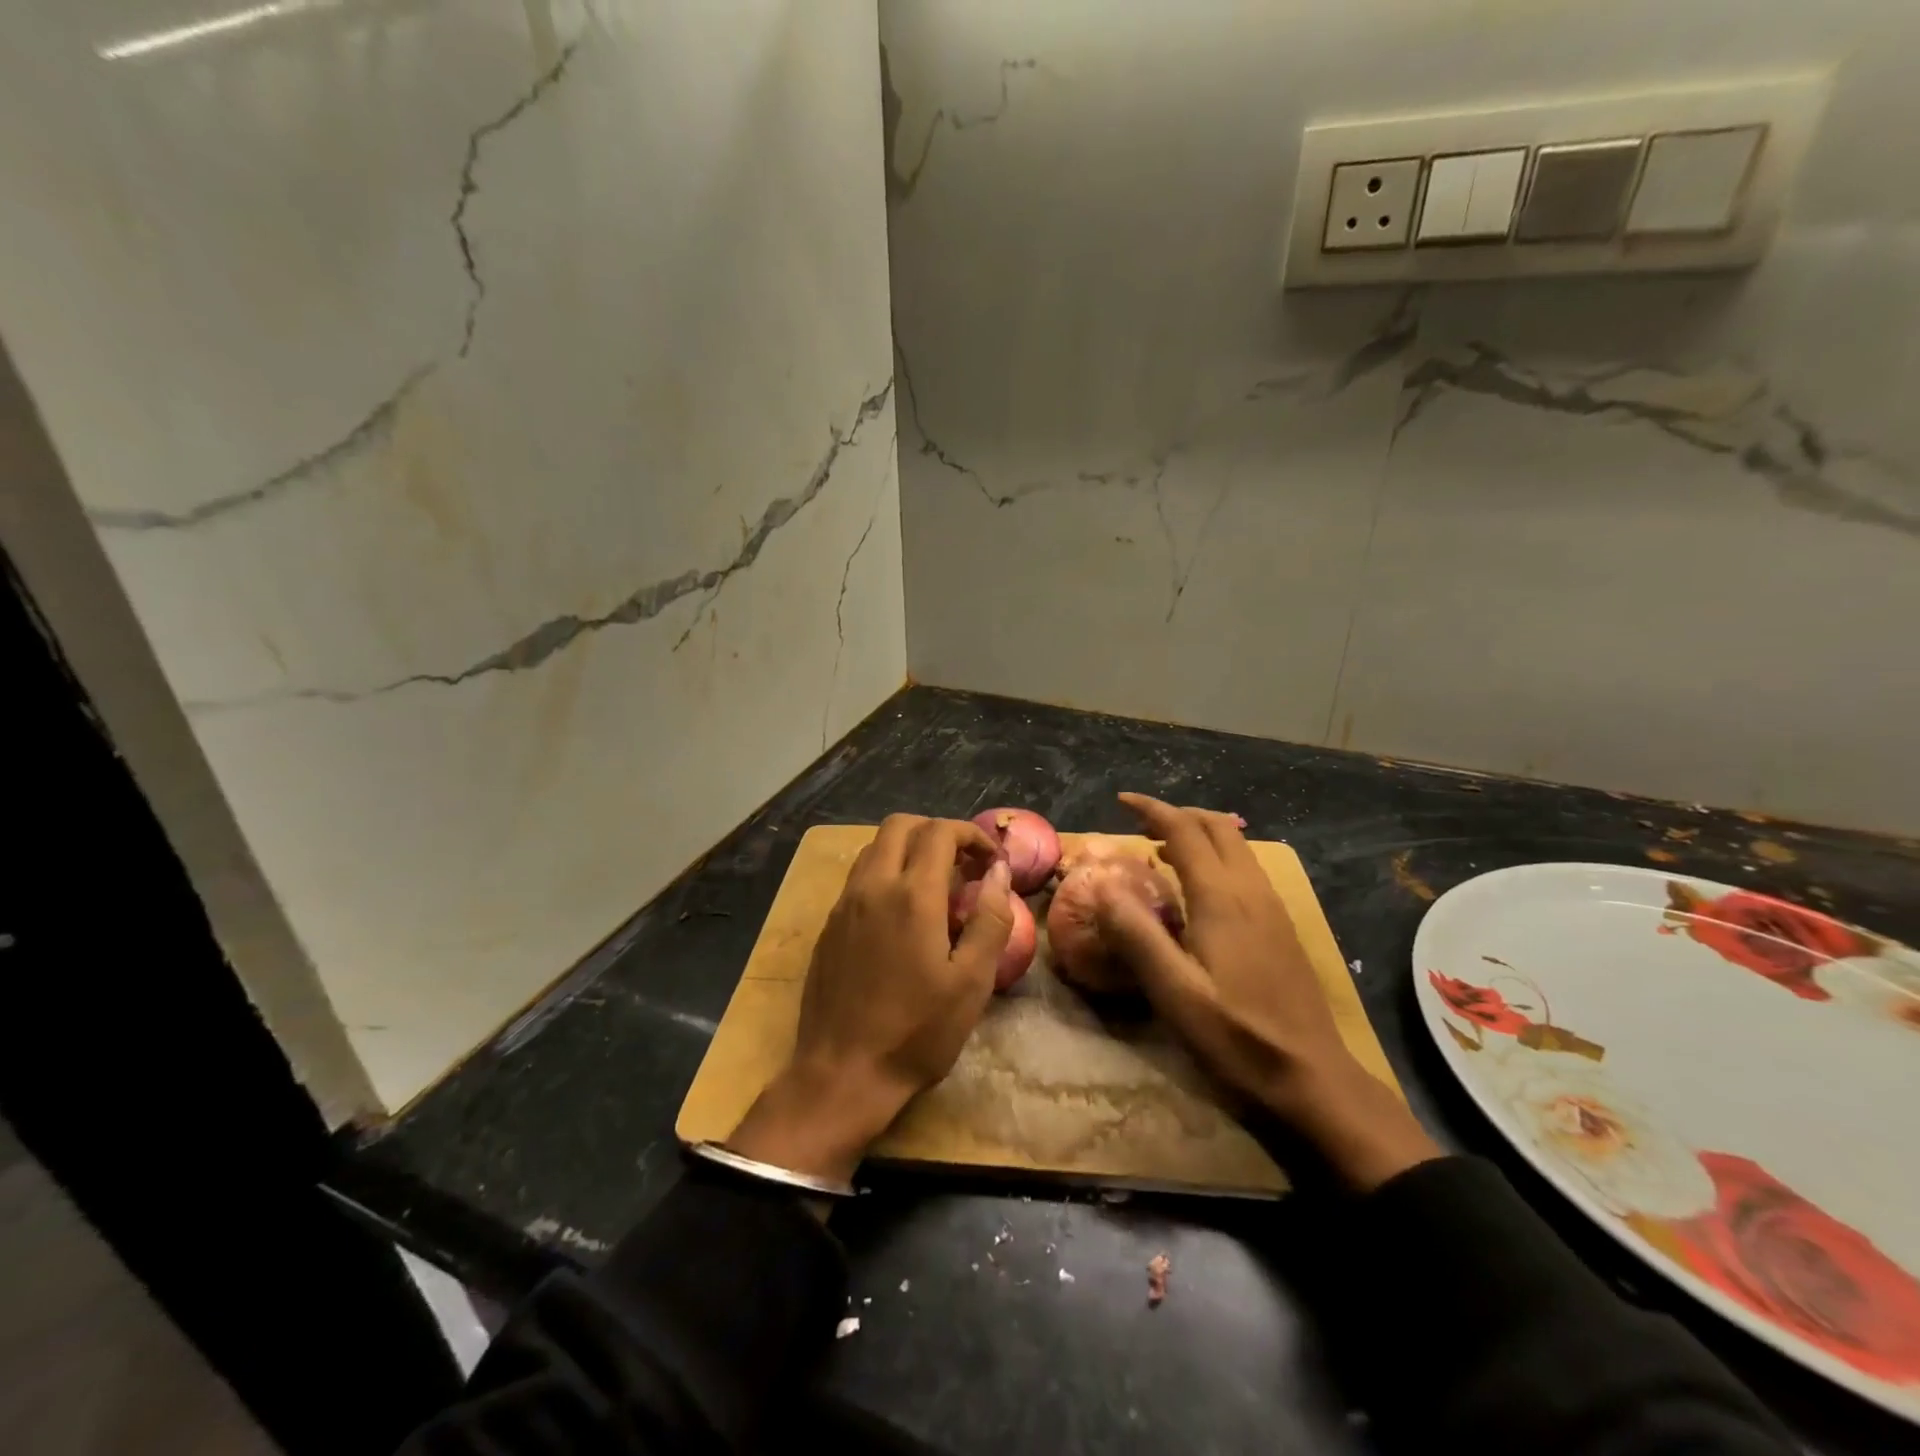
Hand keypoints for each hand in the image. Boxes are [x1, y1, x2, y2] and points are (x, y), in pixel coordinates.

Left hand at [727, 815, 1012, 1182]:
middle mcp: (872, 887)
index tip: (991, 862)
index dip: (971, 835)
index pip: (940, 833)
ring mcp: (844, 904)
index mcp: (912, 896)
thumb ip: (990, 919)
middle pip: (900, 825)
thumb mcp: (971, 982)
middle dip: (937, 831)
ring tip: (936, 885)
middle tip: (963, 864)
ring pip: (874, 847)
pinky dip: (886, 872)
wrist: (842, 1074)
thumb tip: (999, 872)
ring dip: (908, 849)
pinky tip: (902, 913)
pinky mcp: (828, 925)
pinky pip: (859, 877)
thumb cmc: (916, 1032)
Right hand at [1095, 793, 1439, 1191]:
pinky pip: (1245, 867)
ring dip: (1198, 833)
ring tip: (1162, 850)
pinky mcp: (1281, 924)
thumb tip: (1101, 883)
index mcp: (1221, 897)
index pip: (1184, 830)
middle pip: (1216, 826)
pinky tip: (1199, 888)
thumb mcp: (1173, 992)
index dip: (1151, 809)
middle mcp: (1250, 889)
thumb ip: (1136, 934)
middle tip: (1139, 826)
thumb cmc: (1236, 1035)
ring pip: (1235, 845)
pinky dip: (1216, 855)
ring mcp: (1272, 905)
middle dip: (1176, 814)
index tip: (1121, 801)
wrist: (1312, 1077)